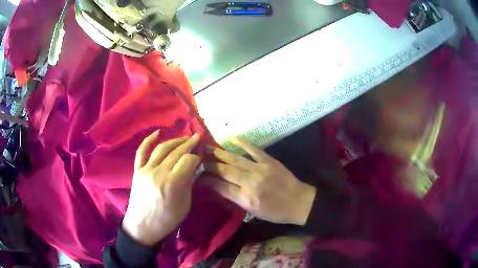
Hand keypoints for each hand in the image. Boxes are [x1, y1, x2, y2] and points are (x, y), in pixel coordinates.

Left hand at [122, 131, 200, 245]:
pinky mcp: (137, 170)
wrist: (142, 226)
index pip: (188, 160)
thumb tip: (194, 167)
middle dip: (189, 143)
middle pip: (176, 152)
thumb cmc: (167, 220)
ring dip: (175, 140)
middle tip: (198, 138)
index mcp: (173, 183)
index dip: (197, 157)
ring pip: (161, 148)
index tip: (201, 159)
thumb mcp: (185, 205)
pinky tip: (158, 132)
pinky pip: (141, 151)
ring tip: (185, 138)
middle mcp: (159, 172)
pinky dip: (148, 140)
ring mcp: (146, 169)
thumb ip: (189, 183)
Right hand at [202, 137, 315, 225]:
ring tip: (206, 148)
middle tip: (197, 159)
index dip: (207, 180)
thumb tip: (217, 189)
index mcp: (246, 198)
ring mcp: (260, 169)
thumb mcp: (253, 211)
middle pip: (224, 171)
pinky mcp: (269, 161)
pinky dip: (241, 142)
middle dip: (209, 164)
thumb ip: (235, 199)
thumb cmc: (275, 212)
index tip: (197, 175)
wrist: (299, 202)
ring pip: (235, 159)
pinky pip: (253, 149)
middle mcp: (250, 182)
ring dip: (219, 153)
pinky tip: (230, 137)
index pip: (220, 187)